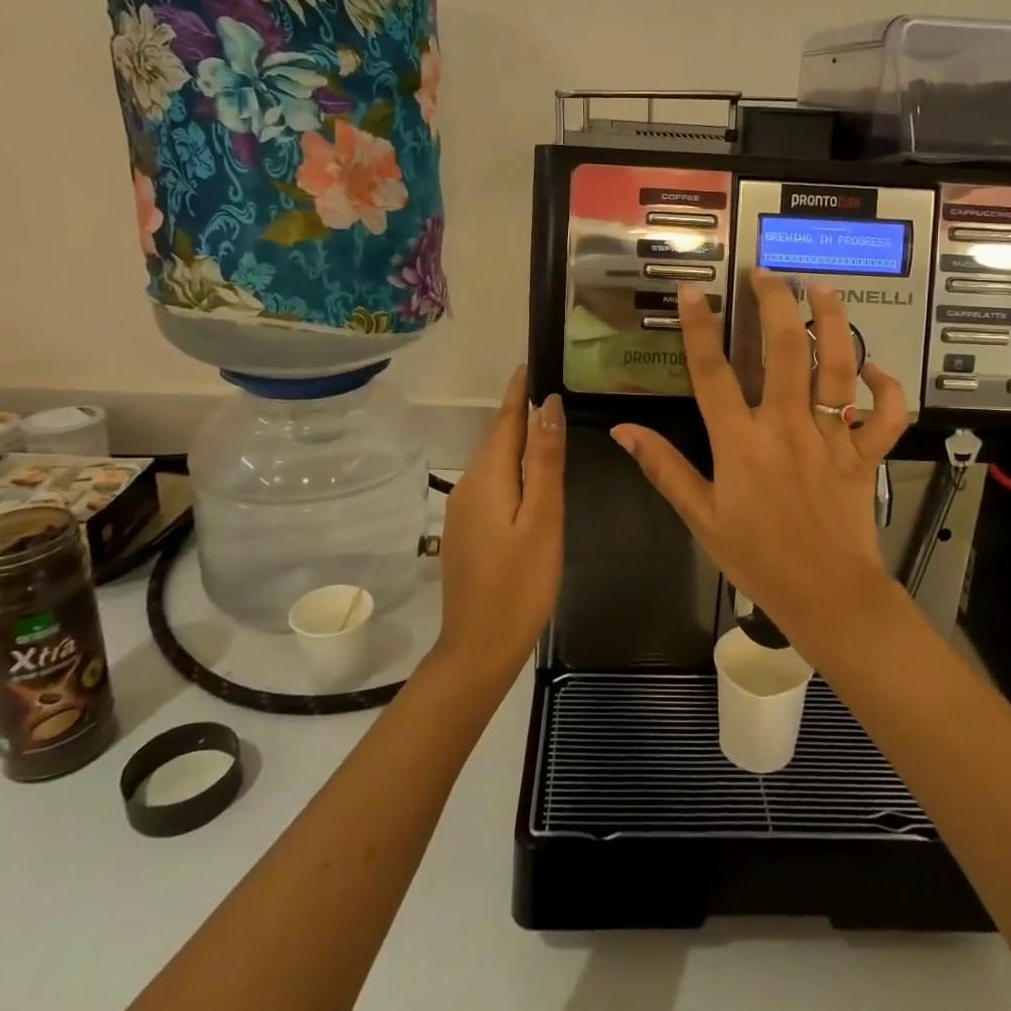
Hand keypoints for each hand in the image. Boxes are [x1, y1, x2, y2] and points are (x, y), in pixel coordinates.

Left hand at [433, 366, 565, 685]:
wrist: (479, 647)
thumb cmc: (521, 583)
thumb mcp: (543, 519)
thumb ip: (546, 461)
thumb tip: (548, 404)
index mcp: (487, 478)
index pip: (505, 421)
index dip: (518, 392)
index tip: (530, 363)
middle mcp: (468, 486)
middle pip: (496, 438)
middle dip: (518, 411)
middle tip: (547, 387)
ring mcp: (462, 511)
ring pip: (492, 461)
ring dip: (514, 438)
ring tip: (544, 422)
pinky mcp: (465, 531)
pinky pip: (489, 483)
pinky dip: (509, 466)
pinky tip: (527, 474)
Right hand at [610, 275, 909, 661]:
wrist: (827, 596)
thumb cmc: (758, 559)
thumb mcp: (701, 518)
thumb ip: (664, 469)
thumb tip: (623, 432)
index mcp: (741, 443)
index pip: (713, 373)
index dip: (700, 328)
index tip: (692, 292)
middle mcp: (787, 428)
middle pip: (785, 351)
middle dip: (776, 304)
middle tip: (768, 273)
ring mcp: (832, 438)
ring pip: (837, 368)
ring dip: (833, 322)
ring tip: (823, 288)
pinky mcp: (865, 454)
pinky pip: (885, 415)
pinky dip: (886, 388)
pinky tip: (875, 367)